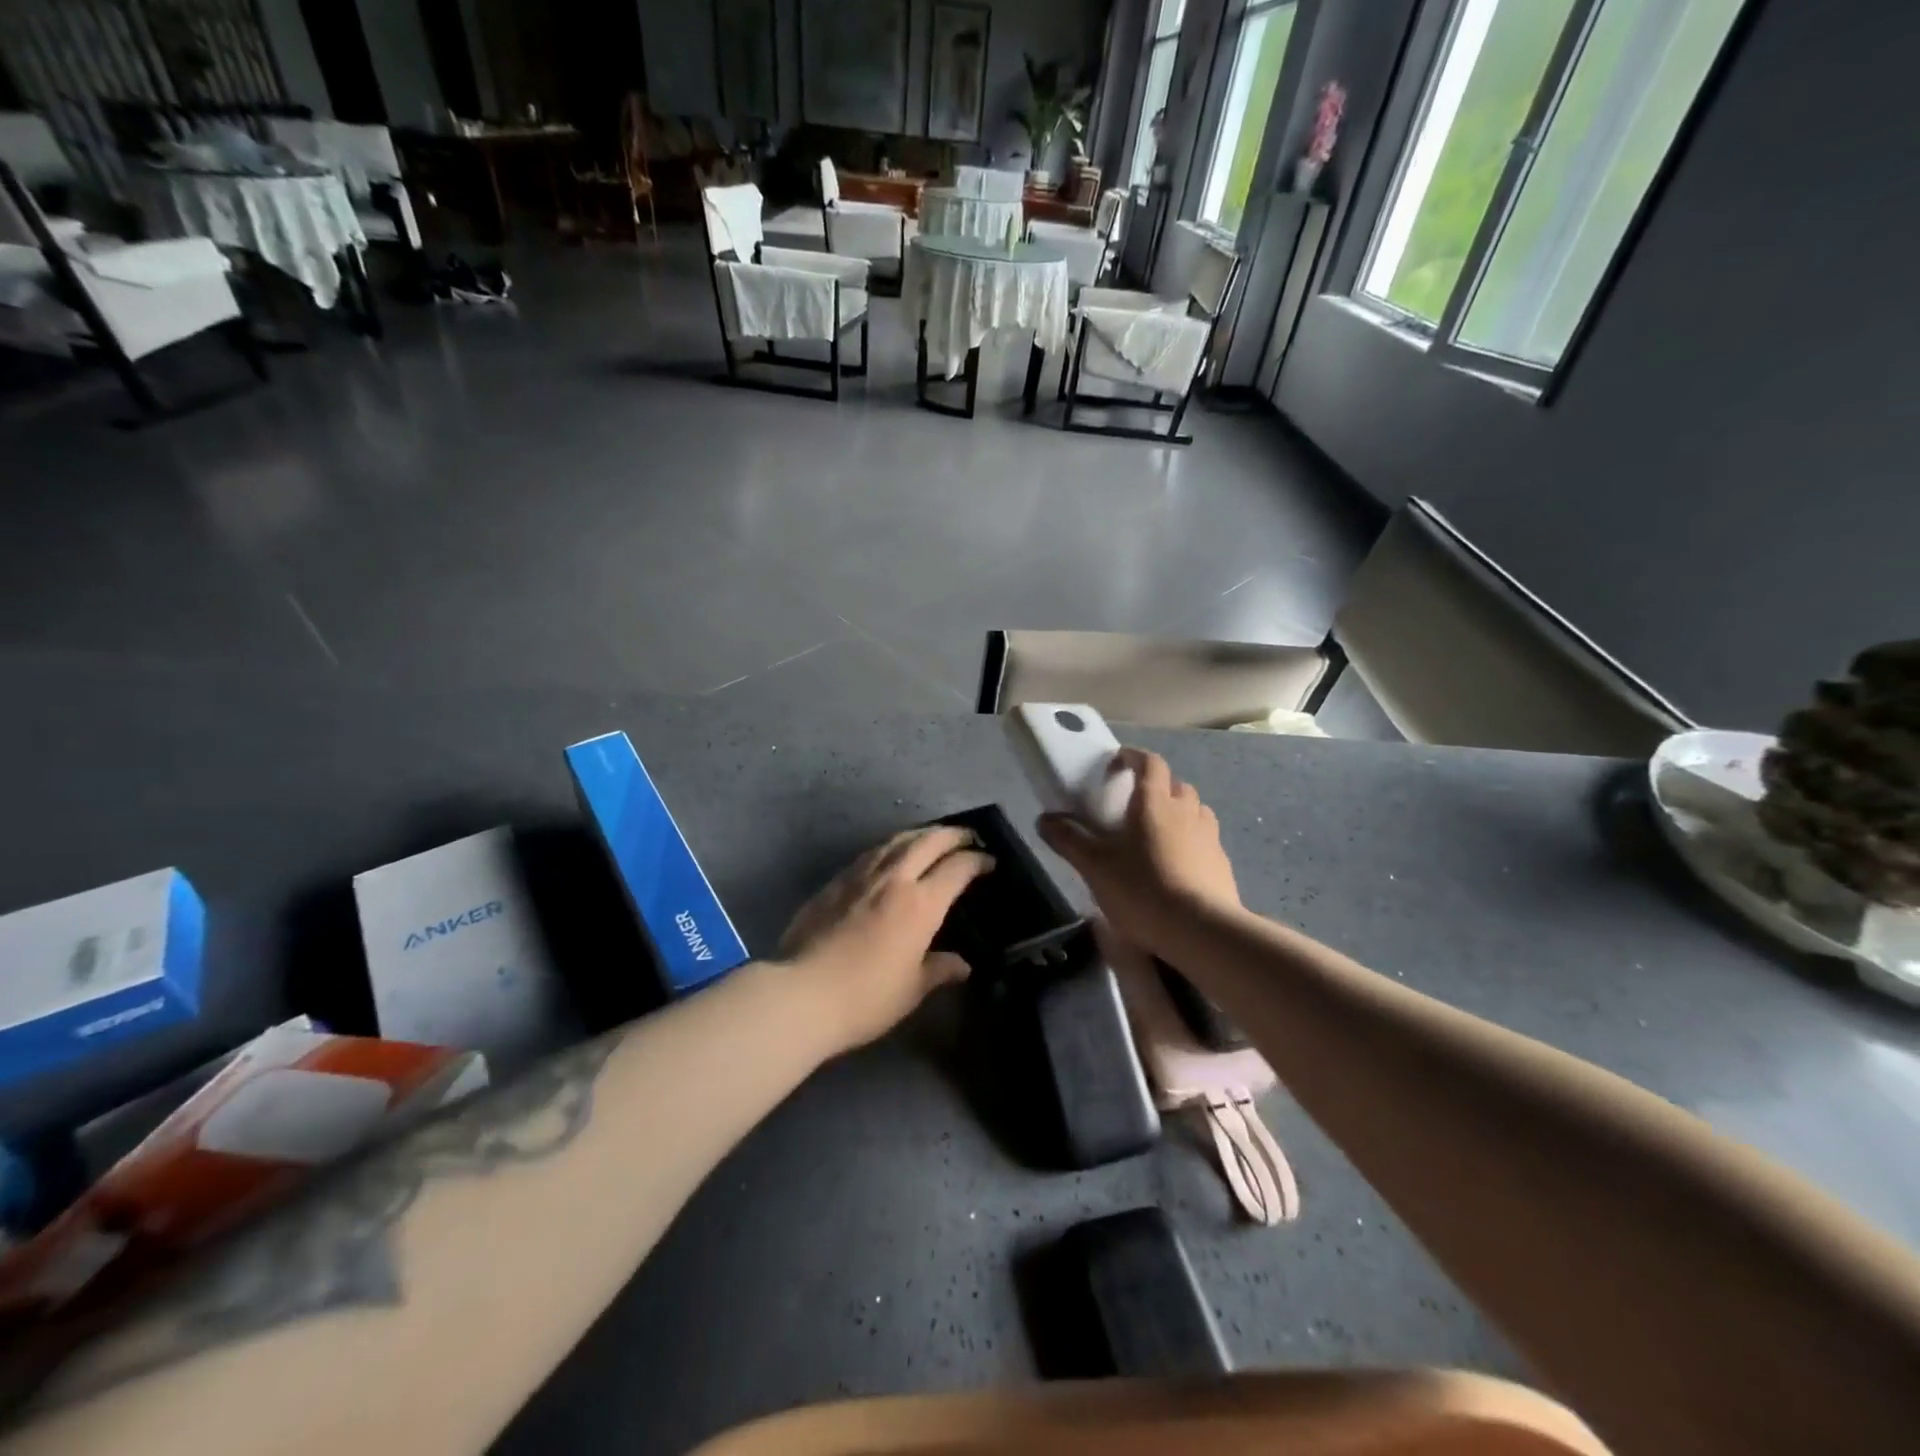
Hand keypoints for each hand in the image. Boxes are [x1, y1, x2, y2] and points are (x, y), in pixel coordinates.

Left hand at [780, 825, 993, 1051]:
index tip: (989, 861)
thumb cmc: (866, 997)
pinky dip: (891, 846)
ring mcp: (861, 875)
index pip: (957, 869)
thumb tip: (963, 964)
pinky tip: (890, 854)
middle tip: (968, 836)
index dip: (977, 861)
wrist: (801, 993)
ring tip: (933, 837)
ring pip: (897, 840)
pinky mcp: (835, 881)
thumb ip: (939, 970)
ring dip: (921, 834)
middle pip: (928, 842)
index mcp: (920, 904)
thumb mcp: (911, 989)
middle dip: (953, 835)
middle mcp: (894, 879)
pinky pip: (872, 853)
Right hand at [1037, 746, 1240, 956]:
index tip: (1116, 763)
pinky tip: (1177, 866)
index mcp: (1155, 802)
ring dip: (1177, 813)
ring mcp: (1210, 837)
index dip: (1133, 757)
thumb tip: (1044, 819)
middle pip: (1175, 785)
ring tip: (1157, 834)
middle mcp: (1187, 811)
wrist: (1201, 930)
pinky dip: (1191, 842)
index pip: (1149, 762)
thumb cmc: (1142, 888)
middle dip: (1156, 787)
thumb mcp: (1094, 866)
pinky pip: (1205, 841)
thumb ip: (1068, 839)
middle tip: (1134, 804)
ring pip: (1195, 811)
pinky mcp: (1222, 864)